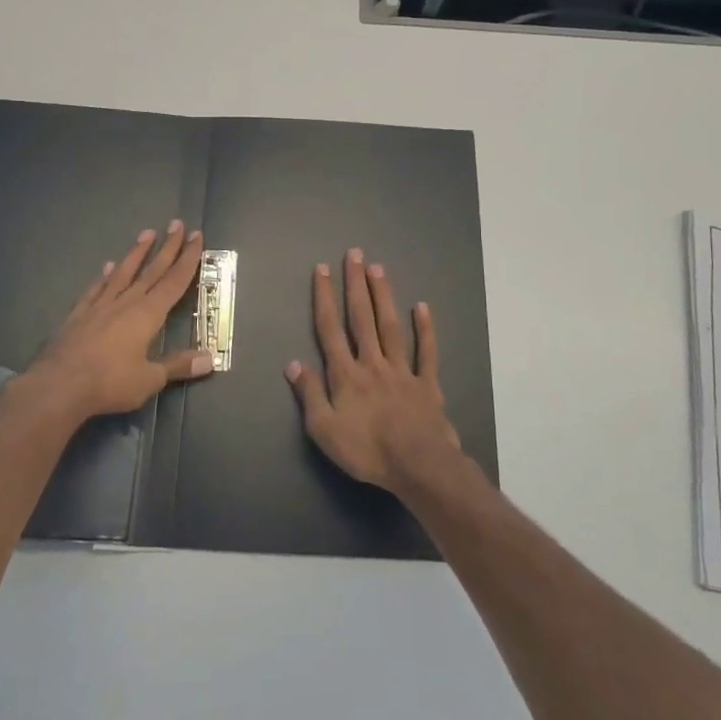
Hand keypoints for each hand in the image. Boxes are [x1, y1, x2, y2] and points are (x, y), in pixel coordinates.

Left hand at [23, 220, 213, 421]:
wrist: (58, 385)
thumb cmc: (110, 382)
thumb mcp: (150, 379)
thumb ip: (178, 365)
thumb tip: (209, 360)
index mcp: (148, 314)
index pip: (174, 281)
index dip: (188, 258)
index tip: (196, 236)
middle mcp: (126, 302)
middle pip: (152, 270)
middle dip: (168, 247)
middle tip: (177, 223)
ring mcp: (100, 305)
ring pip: (123, 273)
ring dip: (136, 253)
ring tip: (146, 233)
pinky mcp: (79, 314)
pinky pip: (96, 289)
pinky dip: (103, 277)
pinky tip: (106, 267)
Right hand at [285, 249, 460, 494]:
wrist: (418, 465)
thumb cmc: (367, 450)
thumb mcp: (324, 430)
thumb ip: (309, 394)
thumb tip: (293, 363)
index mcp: (346, 374)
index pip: (330, 329)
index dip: (324, 298)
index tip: (322, 270)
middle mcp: (372, 363)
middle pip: (361, 317)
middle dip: (355, 284)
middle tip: (355, 254)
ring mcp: (402, 370)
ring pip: (390, 326)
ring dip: (383, 296)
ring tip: (378, 268)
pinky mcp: (427, 383)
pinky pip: (426, 352)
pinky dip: (424, 329)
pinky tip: (421, 307)